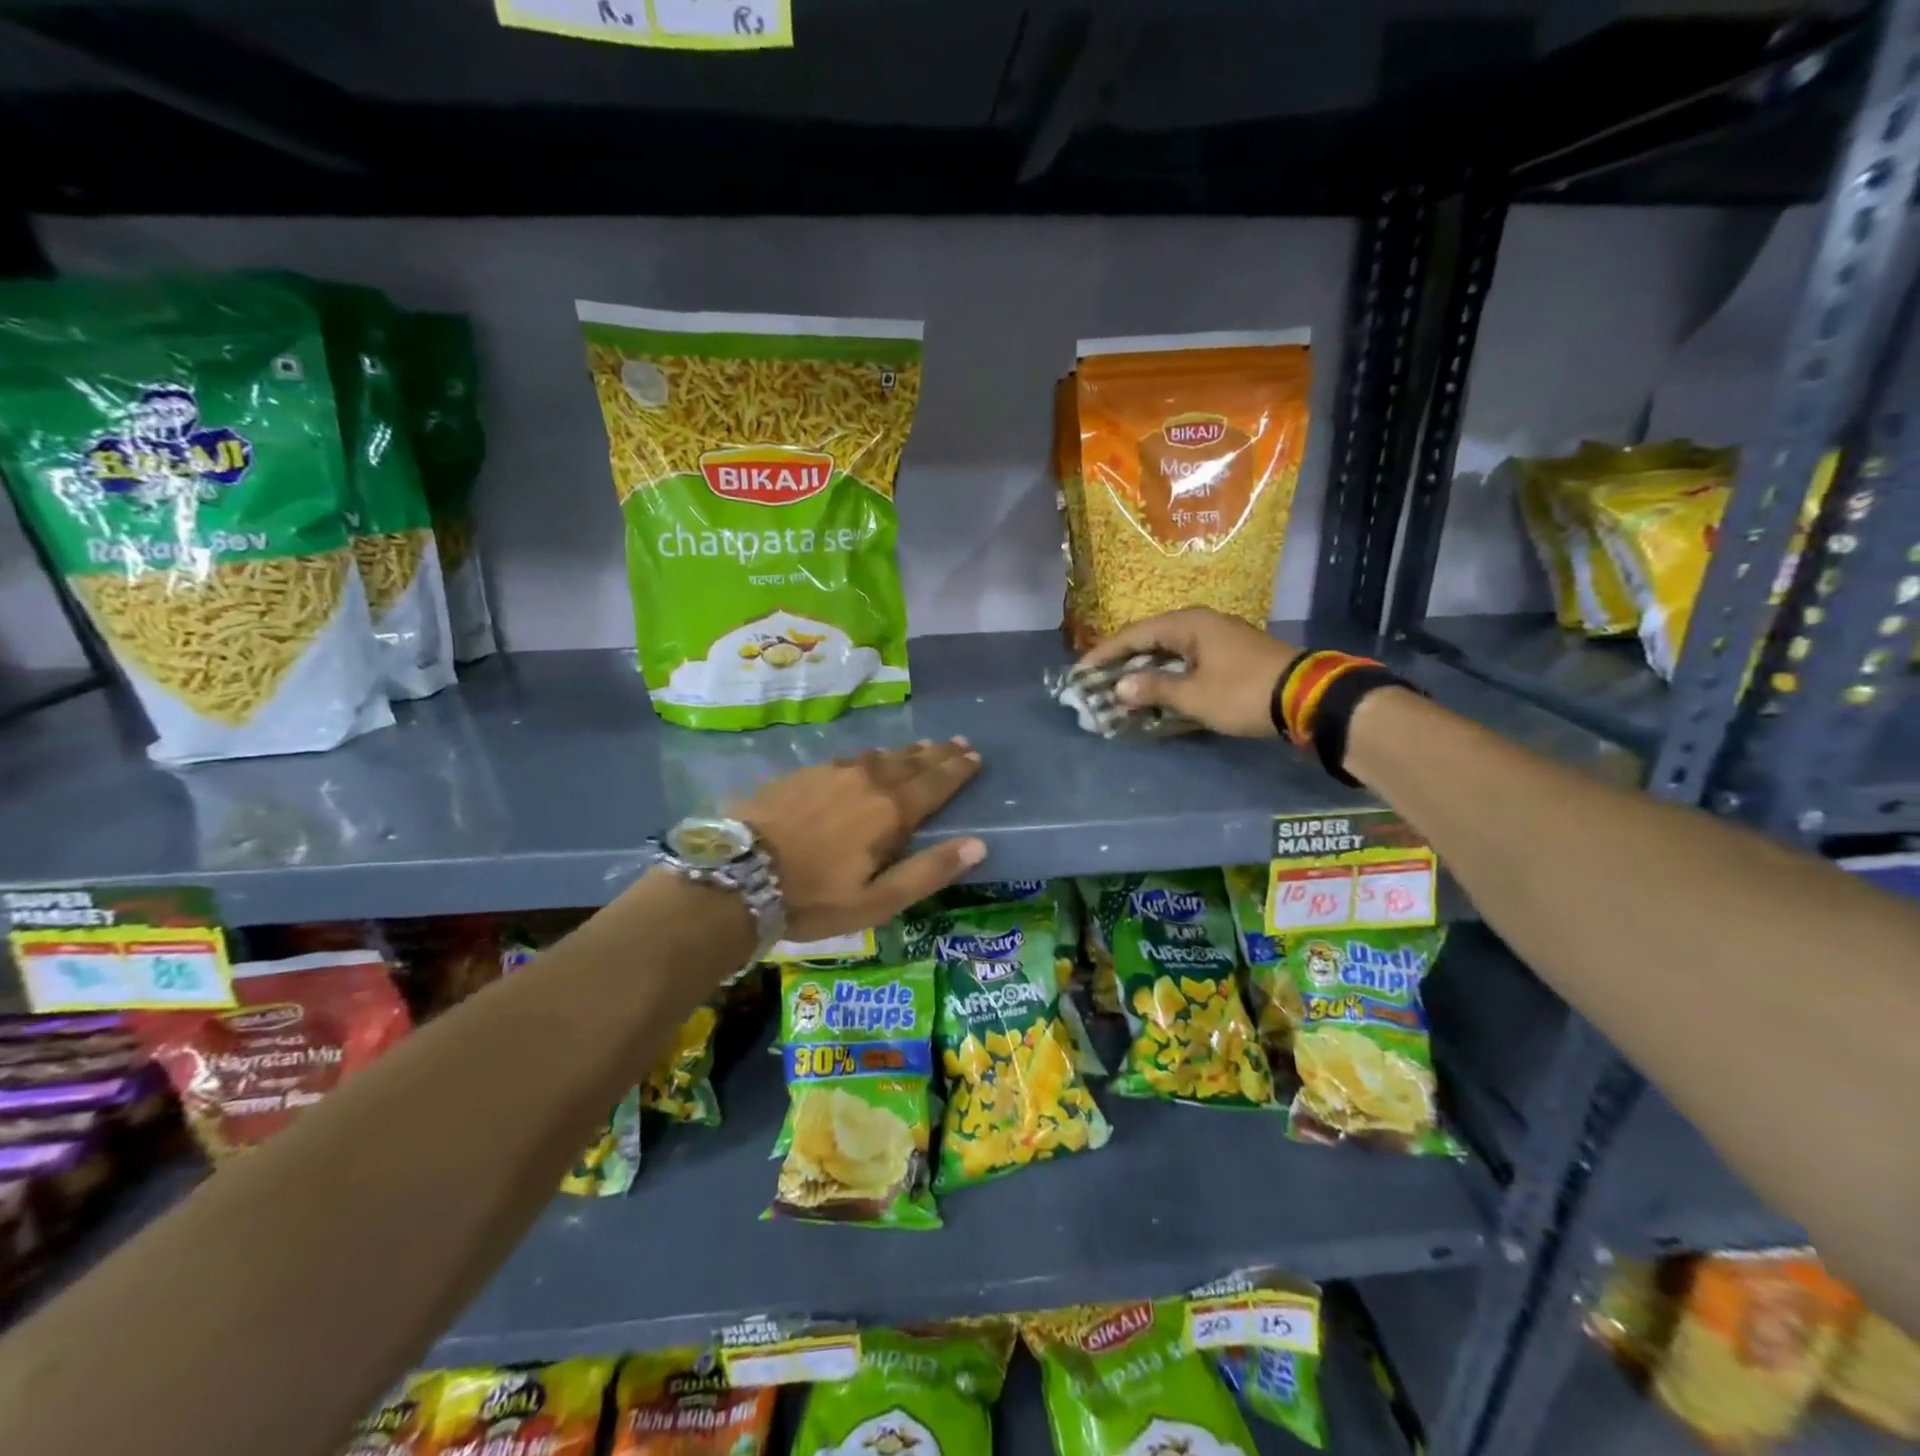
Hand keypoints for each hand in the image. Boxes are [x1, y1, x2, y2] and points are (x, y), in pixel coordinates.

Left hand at [734, 739, 986, 940]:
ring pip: (880, 756)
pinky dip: (871, 757)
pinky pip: (850, 758)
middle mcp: (867, 781)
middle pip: (911, 763)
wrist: (737, 875)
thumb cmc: (813, 897)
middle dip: (938, 755)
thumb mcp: (878, 900)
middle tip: (958, 744)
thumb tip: (978, 845)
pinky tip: (868, 759)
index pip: (935, 783)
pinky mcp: (804, 774)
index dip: (958, 771)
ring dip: (906, 753)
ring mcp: (832, 773)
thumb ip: (929, 871)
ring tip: (922, 747)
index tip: (975, 757)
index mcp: (890, 811)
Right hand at [1078, 609, 1300, 738]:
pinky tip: (1157, 691)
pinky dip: (1167, 675)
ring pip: (1169, 651)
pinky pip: (1186, 661)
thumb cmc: (1243, 692)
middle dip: (1122, 662)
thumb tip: (1119, 687)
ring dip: (1145, 670)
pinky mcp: (1230, 656)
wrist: (1307, 697)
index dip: (1104, 654)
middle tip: (1096, 681)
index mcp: (1188, 624)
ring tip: (1120, 689)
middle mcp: (1200, 624)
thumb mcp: (1193, 695)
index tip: (1080, 672)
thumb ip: (1153, 688)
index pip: (1133, 635)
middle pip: (1150, 640)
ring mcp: (1218, 638)